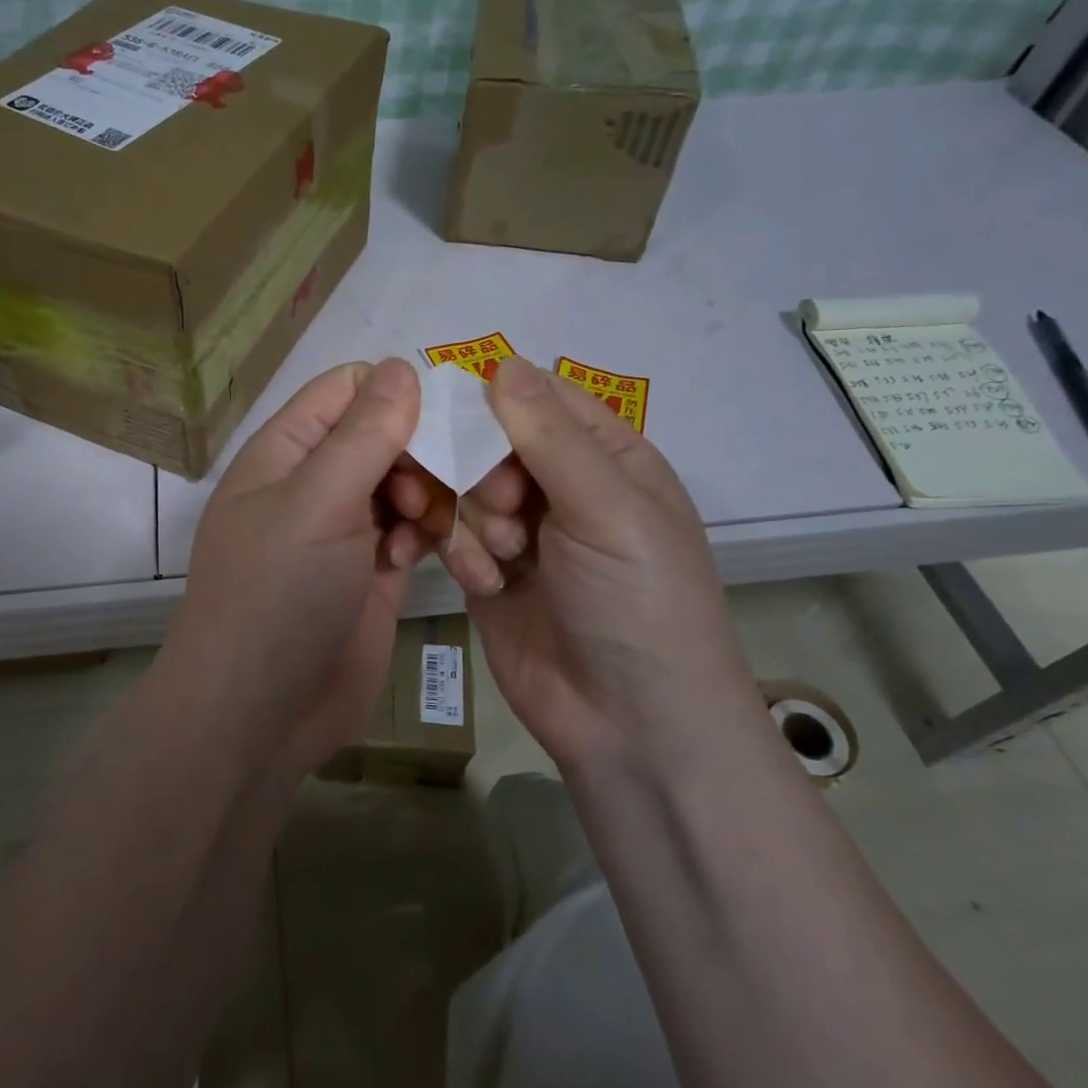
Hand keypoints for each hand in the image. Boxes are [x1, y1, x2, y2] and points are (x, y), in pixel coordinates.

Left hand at [163, 359, 434, 779]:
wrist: (259, 713)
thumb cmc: (277, 595)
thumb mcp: (317, 504)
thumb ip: (362, 435)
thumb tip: (400, 367)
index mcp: (286, 451)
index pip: (346, 390)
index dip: (394, 394)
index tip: (441, 421)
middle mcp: (315, 483)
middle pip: (383, 435)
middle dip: (421, 453)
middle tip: (438, 491)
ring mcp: (344, 530)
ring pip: (405, 484)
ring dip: (432, 497)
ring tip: (435, 529)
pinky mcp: (371, 573)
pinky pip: (411, 532)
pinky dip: (428, 535)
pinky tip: (427, 557)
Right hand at [435, 357, 759, 770]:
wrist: (628, 725)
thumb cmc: (637, 603)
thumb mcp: (607, 509)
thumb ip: (550, 436)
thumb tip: (502, 362)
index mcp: (606, 457)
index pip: (538, 398)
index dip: (493, 401)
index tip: (452, 416)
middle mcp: (560, 486)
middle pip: (487, 441)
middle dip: (478, 470)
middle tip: (498, 510)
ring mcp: (520, 530)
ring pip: (460, 487)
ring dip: (466, 517)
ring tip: (494, 558)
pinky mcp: (486, 570)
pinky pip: (450, 535)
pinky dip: (456, 551)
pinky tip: (478, 582)